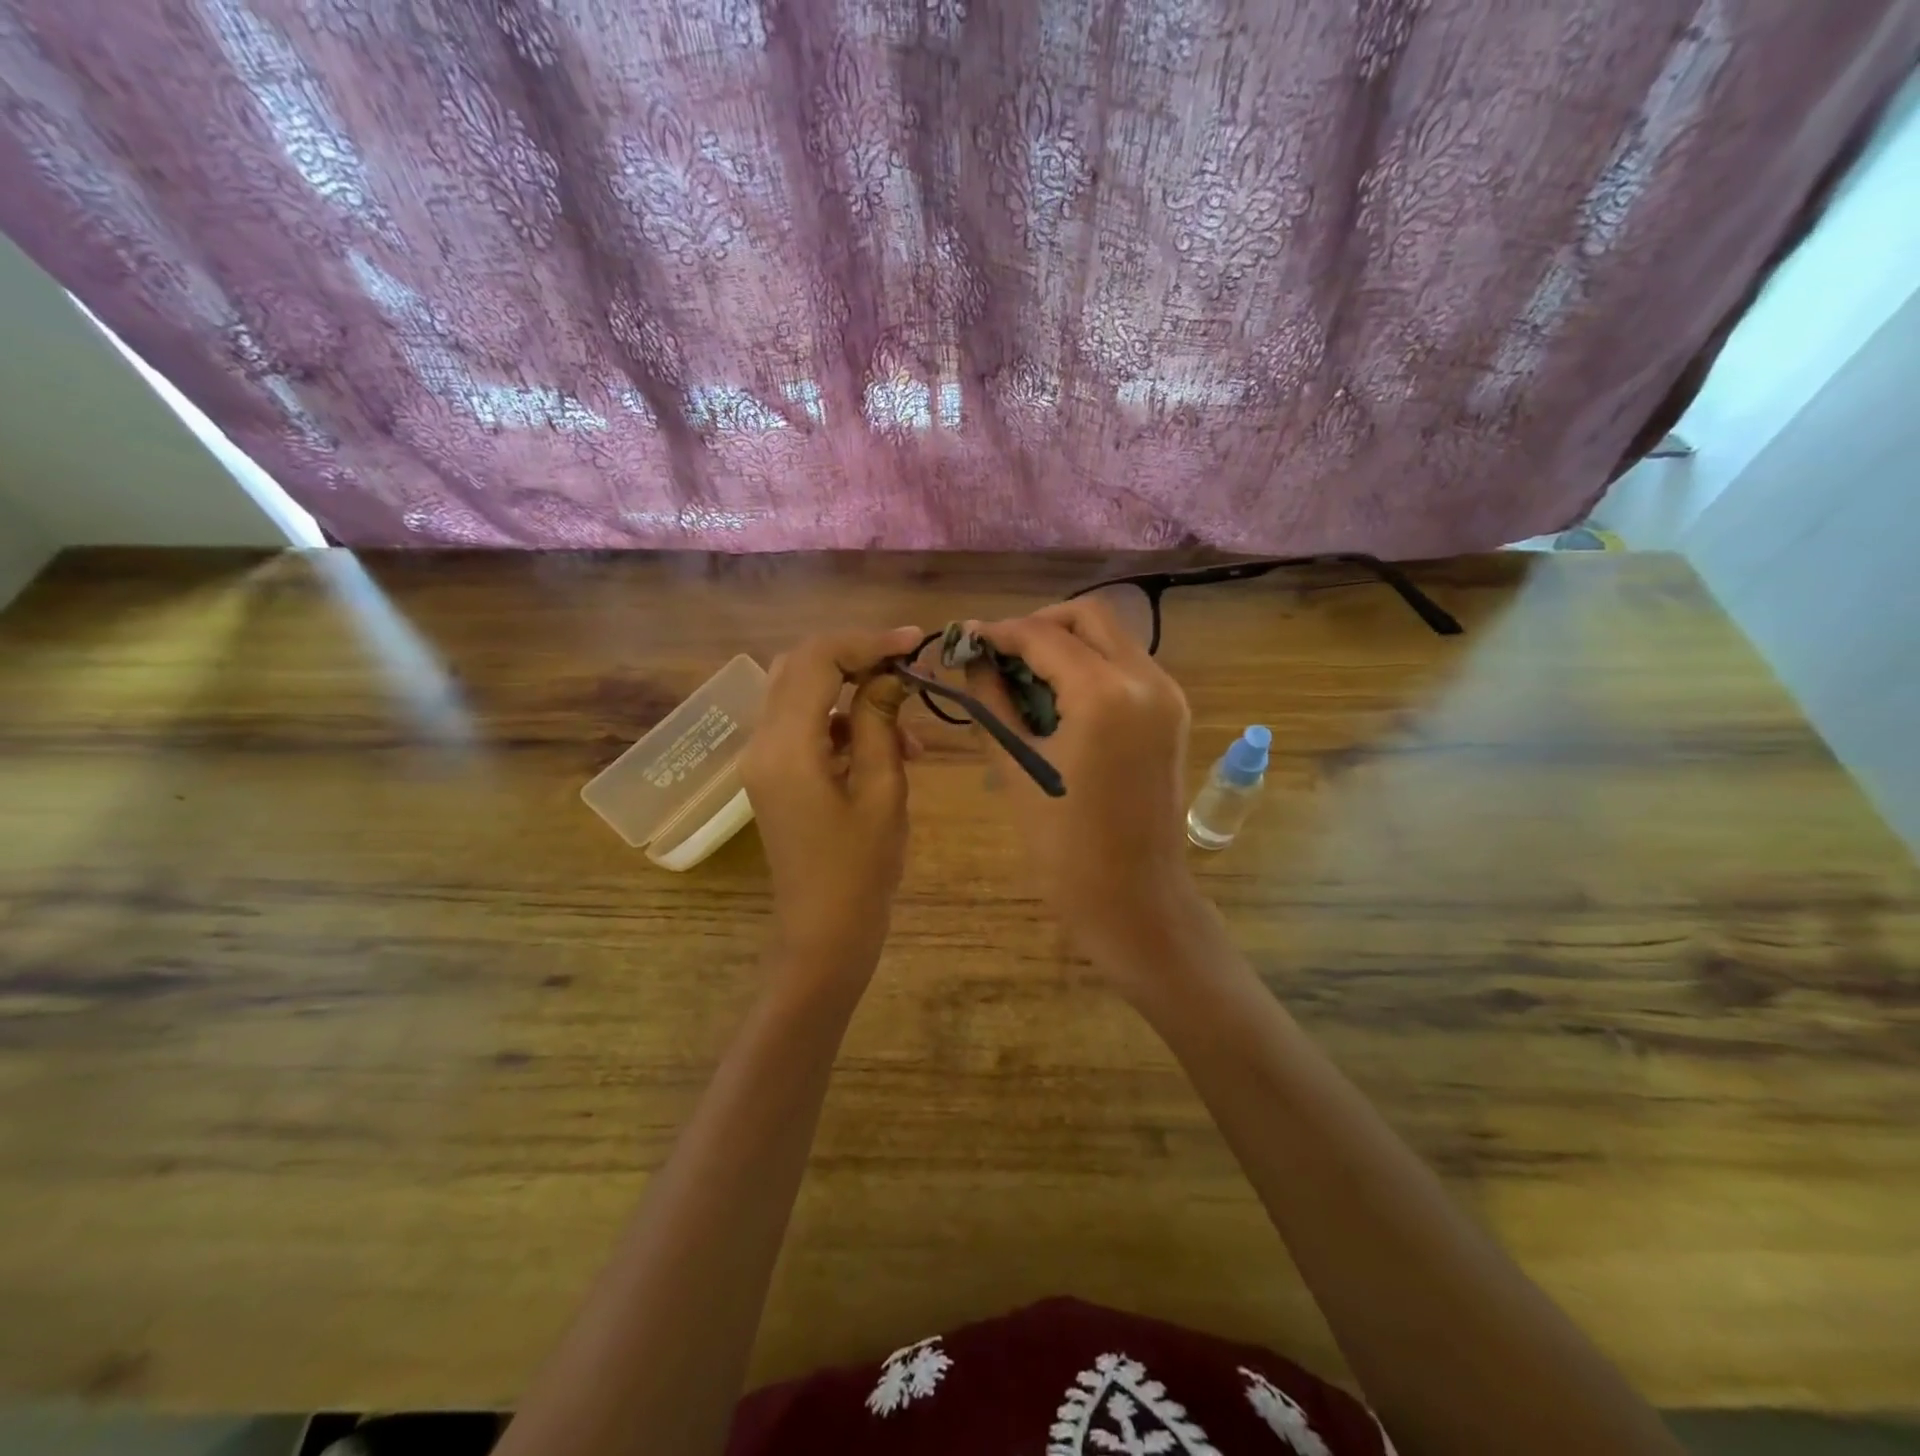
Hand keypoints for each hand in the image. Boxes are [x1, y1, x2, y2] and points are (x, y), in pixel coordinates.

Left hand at [740, 626, 924, 973]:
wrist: (824, 934)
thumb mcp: (883, 791)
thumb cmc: (860, 871)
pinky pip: (802, 725)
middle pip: (799, 666)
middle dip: (854, 656)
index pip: (817, 660)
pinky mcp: (772, 774)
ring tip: (905, 719)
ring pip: (799, 692)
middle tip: (905, 666)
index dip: (867, 642)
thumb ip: (881, 722)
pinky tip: (884, 746)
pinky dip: (840, 721)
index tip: (914, 643)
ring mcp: (762, 759)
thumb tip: (891, 674)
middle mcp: (761, 743)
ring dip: (850, 689)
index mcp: (786, 746)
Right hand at [967, 600, 1206, 979]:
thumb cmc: (1064, 846)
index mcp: (1105, 695)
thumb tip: (973, 658)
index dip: (1000, 632)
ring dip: (1067, 642)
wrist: (1133, 897)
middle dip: (1039, 624)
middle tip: (1001, 653)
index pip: (1044, 636)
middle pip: (1090, 615)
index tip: (966, 639)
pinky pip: (1127, 665)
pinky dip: (1091, 664)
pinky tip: (1059, 696)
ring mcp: (1167, 695)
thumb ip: (993, 700)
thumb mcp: (1017, 767)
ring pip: (1113, 636)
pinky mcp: (1173, 712)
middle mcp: (1146, 679)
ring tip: (1025, 675)